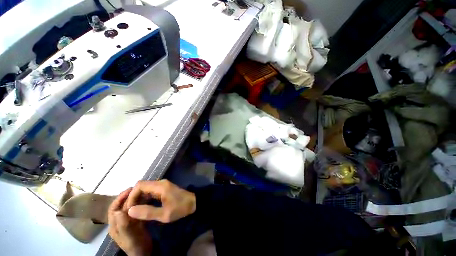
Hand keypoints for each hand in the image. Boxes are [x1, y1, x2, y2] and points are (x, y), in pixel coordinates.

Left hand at [108, 188, 152, 255]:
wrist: (144, 253)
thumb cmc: (135, 245)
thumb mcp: (129, 237)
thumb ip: (123, 225)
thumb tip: (118, 211)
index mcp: (114, 225)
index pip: (114, 208)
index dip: (120, 198)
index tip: (130, 189)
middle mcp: (120, 221)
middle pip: (122, 206)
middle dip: (129, 196)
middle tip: (139, 188)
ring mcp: (128, 221)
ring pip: (130, 207)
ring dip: (136, 198)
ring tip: (144, 192)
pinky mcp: (136, 221)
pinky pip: (137, 210)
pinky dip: (141, 203)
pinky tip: (147, 199)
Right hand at [126, 180, 195, 222]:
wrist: (193, 202)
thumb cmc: (180, 208)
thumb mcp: (164, 214)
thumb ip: (147, 212)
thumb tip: (130, 210)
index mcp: (160, 186)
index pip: (140, 185)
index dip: (132, 196)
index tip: (129, 208)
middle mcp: (160, 183)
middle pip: (142, 186)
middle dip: (134, 197)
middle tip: (130, 211)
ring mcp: (162, 185)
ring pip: (146, 188)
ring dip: (139, 198)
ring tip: (135, 211)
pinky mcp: (164, 188)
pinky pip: (150, 191)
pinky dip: (144, 198)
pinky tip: (143, 207)